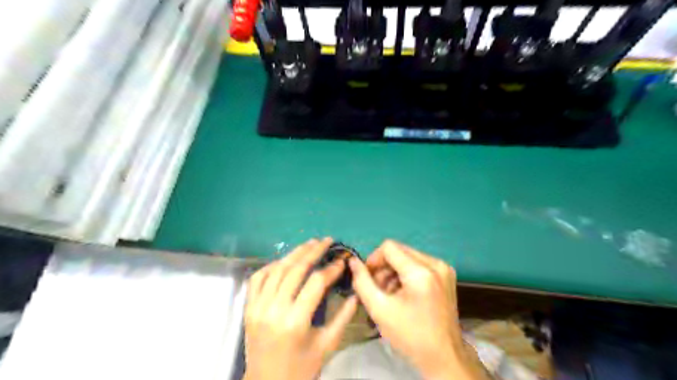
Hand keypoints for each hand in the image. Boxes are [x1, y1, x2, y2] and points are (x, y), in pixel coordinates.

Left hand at [243, 238, 359, 379]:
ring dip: (294, 253)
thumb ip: (343, 316)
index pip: (315, 282)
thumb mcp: (327, 345)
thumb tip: (355, 292)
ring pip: (277, 269)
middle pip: (295, 269)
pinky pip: (258, 278)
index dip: (330, 268)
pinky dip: (272, 265)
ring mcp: (257, 307)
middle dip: (313, 251)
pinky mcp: (248, 307)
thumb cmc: (301, 369)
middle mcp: (273, 309)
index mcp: (295, 321)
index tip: (342, 260)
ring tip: (310, 243)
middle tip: (327, 240)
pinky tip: (286, 260)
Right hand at [352, 241, 472, 377]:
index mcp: (421, 272)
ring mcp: (443, 268)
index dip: (374, 260)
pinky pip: (419, 264)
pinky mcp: (446, 275)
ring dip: (394, 271)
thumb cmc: (410, 336)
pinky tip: (404, 294)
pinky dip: (407, 275)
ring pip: (408, 256)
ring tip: (390, 294)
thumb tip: (353, 261)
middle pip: (399, 251)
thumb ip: (362, 282)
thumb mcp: (379, 309)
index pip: (389, 247)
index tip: (368, 279)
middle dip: (384, 267)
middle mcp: (435, 264)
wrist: (444, 357)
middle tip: (378, 289)